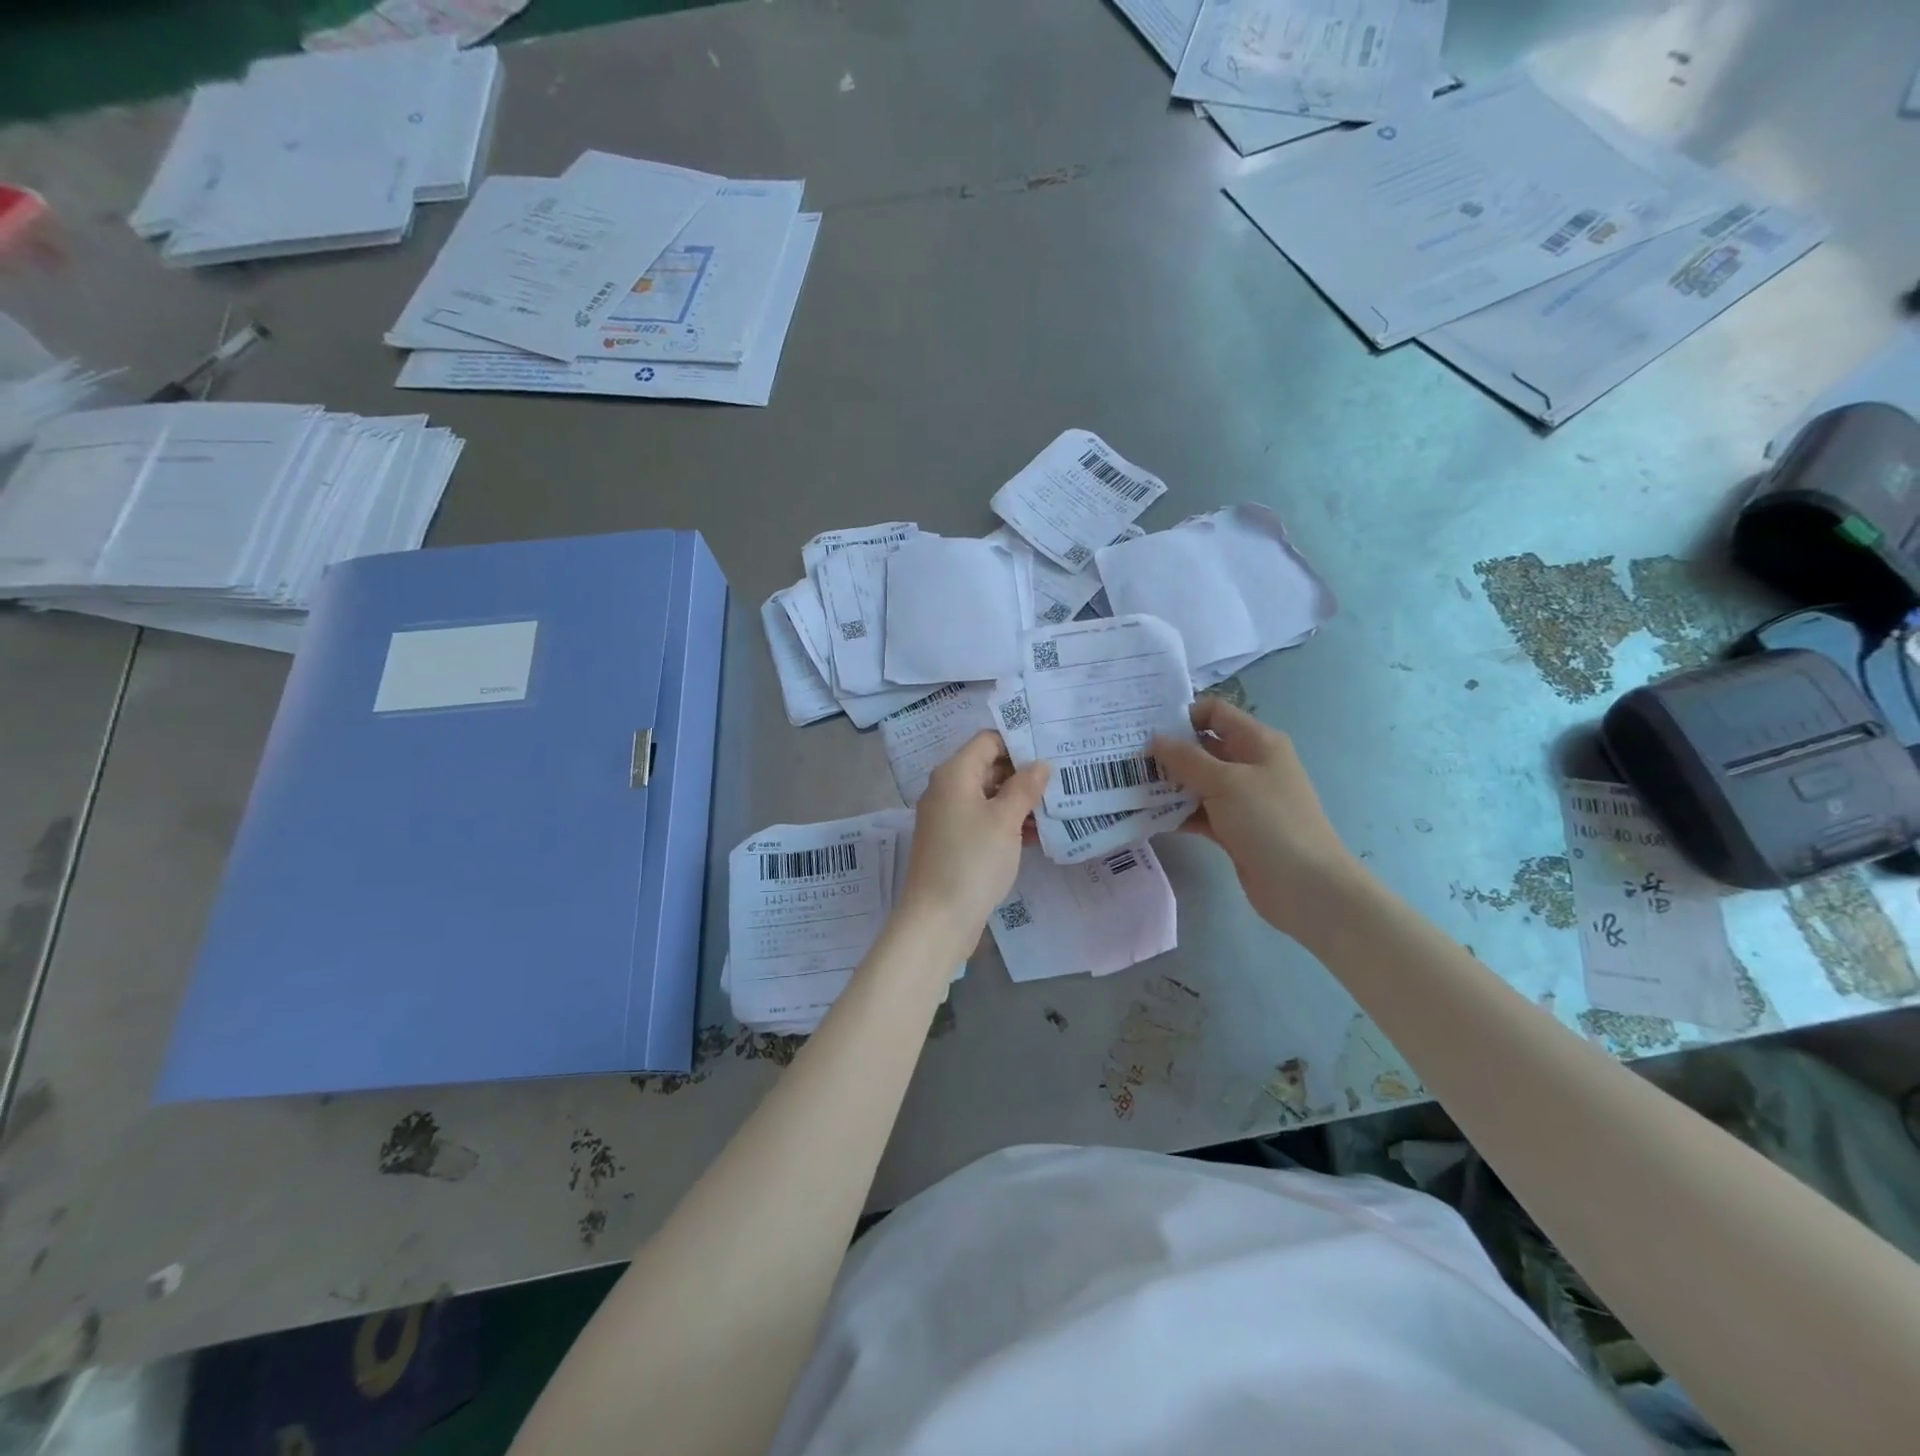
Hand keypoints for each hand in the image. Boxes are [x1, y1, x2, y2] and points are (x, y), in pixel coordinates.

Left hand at [899, 731, 1049, 946]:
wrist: (937, 919)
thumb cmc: (972, 861)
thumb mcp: (1005, 820)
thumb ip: (1025, 787)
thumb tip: (1040, 764)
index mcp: (954, 774)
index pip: (987, 740)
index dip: (1018, 742)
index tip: (1051, 751)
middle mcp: (946, 790)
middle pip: (988, 767)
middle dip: (1023, 773)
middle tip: (1062, 780)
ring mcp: (948, 818)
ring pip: (988, 796)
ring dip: (1018, 801)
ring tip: (1056, 808)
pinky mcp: (954, 843)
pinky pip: (983, 820)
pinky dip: (1007, 822)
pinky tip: (1036, 834)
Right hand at [1151, 698, 1364, 938]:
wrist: (1305, 886)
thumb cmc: (1269, 821)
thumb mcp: (1225, 782)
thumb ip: (1186, 759)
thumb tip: (1154, 738)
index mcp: (1257, 742)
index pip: (1215, 713)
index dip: (1182, 715)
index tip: (1146, 729)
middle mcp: (1250, 765)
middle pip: (1202, 747)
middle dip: (1167, 752)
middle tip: (1127, 758)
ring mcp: (1241, 799)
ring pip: (1197, 782)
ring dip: (1167, 784)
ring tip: (1128, 786)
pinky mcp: (1233, 829)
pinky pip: (1198, 812)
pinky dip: (1176, 813)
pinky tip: (1146, 816)